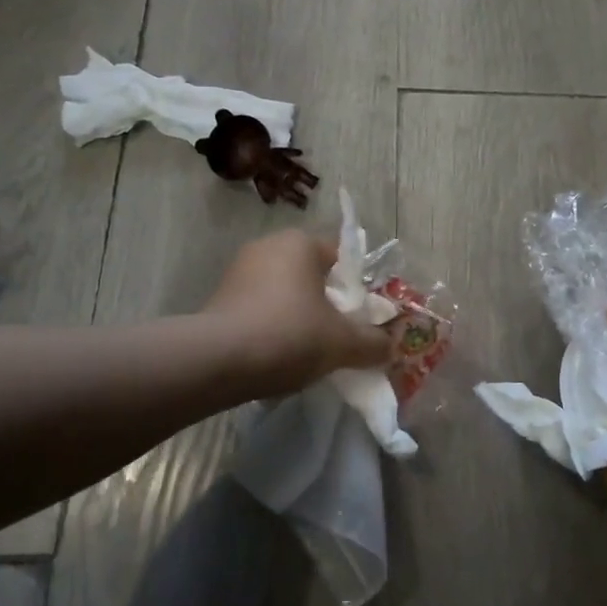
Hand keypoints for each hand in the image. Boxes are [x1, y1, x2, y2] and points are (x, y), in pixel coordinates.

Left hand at [202, 231, 392, 396]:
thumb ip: (373, 343)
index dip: (358, 289)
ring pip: (285, 293)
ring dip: (299, 316)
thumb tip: (390, 347)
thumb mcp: (342, 343)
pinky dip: (272, 327)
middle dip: (328, 304)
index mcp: (300, 243)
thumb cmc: (289, 335)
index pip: (343, 258)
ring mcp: (239, 271)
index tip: (363, 319)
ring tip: (309, 352)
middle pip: (313, 275)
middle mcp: (268, 246)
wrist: (216, 362)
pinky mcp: (219, 297)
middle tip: (340, 337)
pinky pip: (260, 308)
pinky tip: (277, 356)